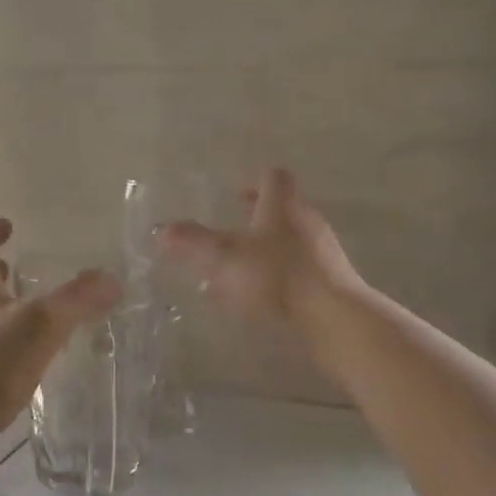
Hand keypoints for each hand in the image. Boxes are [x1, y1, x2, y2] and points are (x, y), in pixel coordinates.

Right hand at [158, 168, 361, 327]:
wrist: (333, 317)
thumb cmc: (276, 276)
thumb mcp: (225, 257)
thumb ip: (193, 242)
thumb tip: (162, 230)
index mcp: (282, 205)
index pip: (274, 178)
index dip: (255, 182)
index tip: (237, 195)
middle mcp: (306, 221)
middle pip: (283, 210)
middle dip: (257, 221)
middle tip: (232, 234)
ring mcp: (323, 252)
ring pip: (291, 243)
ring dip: (267, 253)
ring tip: (239, 274)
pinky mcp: (331, 282)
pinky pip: (300, 272)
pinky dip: (279, 279)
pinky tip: (261, 302)